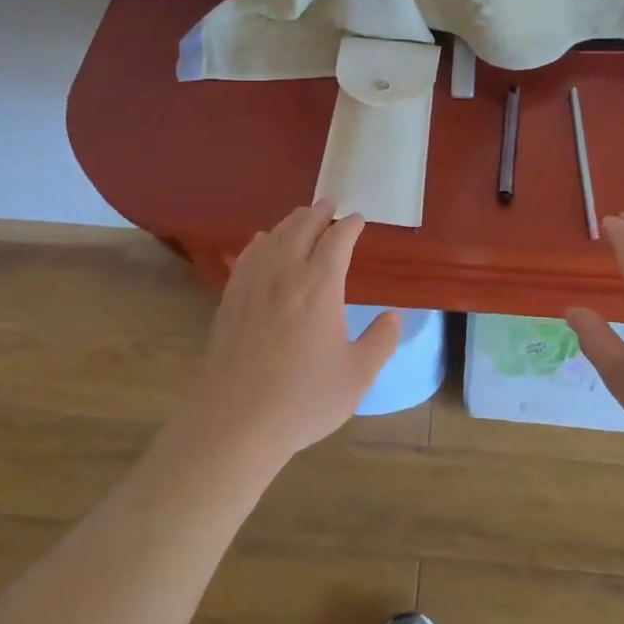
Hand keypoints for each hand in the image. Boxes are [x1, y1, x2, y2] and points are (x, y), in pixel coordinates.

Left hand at [182, 200, 399, 467]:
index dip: (350, 225)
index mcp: (320, 286)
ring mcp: (253, 285)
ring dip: (291, 221)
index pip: (337, 240)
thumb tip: (393, 316)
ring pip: (274, 238)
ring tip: (301, 214)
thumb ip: (380, 342)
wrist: (235, 422)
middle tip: (331, 201)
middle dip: (319, 211)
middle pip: (302, 228)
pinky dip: (260, 242)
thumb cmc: (303, 399)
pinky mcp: (230, 301)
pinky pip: (247, 257)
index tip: (359, 218)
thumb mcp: (357, 376)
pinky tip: (261, 242)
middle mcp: (285, 274)